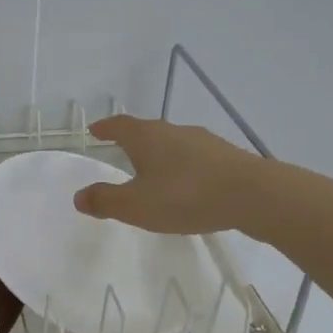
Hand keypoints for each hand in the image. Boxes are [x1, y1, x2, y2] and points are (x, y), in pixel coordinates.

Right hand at [73, 115, 256, 234]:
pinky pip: (195, 158)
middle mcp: (174, 132)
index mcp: (146, 138)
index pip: (120, 126)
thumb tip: (79, 196)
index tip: (95, 130)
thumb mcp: (135, 206)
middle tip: (120, 149)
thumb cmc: (185, 196)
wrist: (254, 196)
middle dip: (132, 140)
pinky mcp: (227, 157)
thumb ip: (105, 201)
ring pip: (173, 143)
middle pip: (147, 131)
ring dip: (160, 154)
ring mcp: (204, 142)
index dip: (106, 128)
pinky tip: (187, 184)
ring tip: (153, 170)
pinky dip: (183, 167)